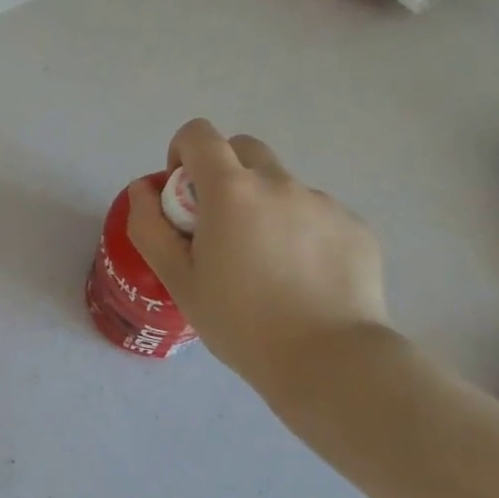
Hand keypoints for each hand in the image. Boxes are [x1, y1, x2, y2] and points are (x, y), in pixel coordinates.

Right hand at [125, 118, 389, 388]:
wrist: (331, 363)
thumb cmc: (242, 322)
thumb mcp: (178, 279)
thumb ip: (150, 226)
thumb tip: (143, 189)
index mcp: (231, 190)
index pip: (199, 134)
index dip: (182, 153)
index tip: (184, 196)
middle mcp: (279, 183)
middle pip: (243, 149)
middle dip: (224, 172)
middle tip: (221, 225)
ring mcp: (323, 203)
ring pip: (282, 185)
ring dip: (265, 206)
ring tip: (268, 265)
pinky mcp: (356, 227)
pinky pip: (317, 214)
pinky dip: (301, 232)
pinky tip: (304, 279)